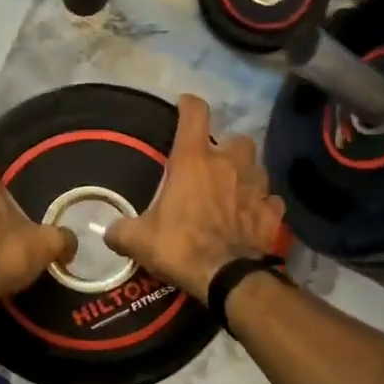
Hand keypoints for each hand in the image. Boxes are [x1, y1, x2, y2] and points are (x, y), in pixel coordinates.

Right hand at [105, 95, 283, 302]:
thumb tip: (109, 232)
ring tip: (233, 191)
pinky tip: (251, 217)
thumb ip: (122, 231)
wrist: (228, 278)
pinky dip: (261, 206)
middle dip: (227, 148)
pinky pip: (270, 201)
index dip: (189, 105)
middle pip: (237, 139)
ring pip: (257, 168)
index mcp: (194, 160)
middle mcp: (230, 165)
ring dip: (245, 175)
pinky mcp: (273, 213)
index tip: (184, 104)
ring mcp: (257, 187)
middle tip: (213, 165)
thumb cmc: (181, 247)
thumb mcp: (139, 240)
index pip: (195, 114)